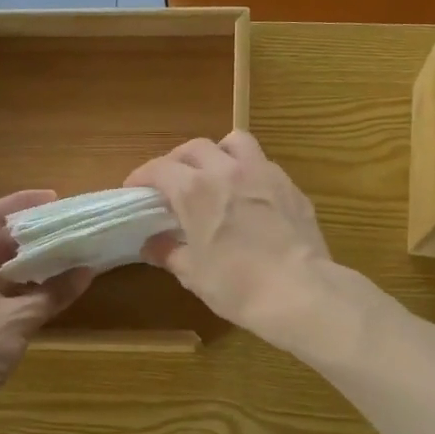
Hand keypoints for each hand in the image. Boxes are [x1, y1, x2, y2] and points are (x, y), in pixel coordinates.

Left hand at [0, 191, 93, 429]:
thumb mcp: (18, 321)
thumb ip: (52, 294)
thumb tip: (86, 271)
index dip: (21, 202)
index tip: (54, 200)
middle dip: (26, 231)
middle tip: (62, 228)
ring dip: (22, 258)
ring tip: (58, 254)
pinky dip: (16, 282)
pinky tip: (40, 290)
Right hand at [125, 132, 333, 347]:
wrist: (299, 291)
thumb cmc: (237, 285)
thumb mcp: (193, 274)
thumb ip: (169, 252)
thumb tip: (152, 245)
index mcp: (195, 190)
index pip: (159, 168)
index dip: (142, 176)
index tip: (135, 189)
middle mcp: (226, 170)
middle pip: (195, 147)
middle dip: (178, 160)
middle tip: (172, 182)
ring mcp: (263, 173)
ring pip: (234, 142)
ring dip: (218, 152)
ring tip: (215, 173)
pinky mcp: (289, 186)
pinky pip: (263, 164)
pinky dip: (248, 171)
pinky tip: (249, 195)